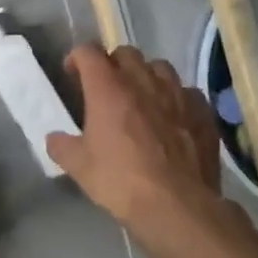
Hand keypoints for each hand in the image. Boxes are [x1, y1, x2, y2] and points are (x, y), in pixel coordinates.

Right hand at [47, 45, 237, 245]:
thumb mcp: (78, 167)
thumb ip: (62, 146)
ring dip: (146, 76)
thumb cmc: (120, 181)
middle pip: (125, 53)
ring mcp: (177, 94)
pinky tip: (172, 118)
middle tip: (106, 88)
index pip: (88, 52)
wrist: (177, 206)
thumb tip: (55, 138)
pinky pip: (187, 92)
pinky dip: (175, 98)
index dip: (77, 59)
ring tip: (142, 99)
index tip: (72, 75)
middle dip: (112, 64)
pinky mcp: (202, 112)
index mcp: (107, 87)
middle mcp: (143, 81)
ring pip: (159, 67)